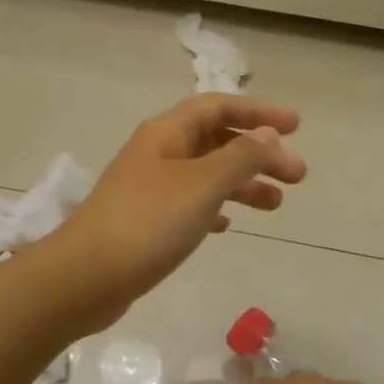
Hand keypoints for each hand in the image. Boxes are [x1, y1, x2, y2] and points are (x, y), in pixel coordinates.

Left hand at [50, 94, 305, 326]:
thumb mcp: (202, 184)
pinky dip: (214, 209)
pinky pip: (189, 205)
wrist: (86, 276)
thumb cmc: (148, 222)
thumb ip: (239, 157)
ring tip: (276, 205)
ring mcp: (148, 188)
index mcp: (167, 133)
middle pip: (216, 141)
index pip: (218, 107)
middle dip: (258, 154)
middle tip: (298, 176)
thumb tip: (266, 134)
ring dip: (242, 184)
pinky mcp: (145, 222)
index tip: (296, 127)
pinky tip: (228, 226)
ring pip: (205, 175)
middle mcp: (157, 153)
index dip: (258, 113)